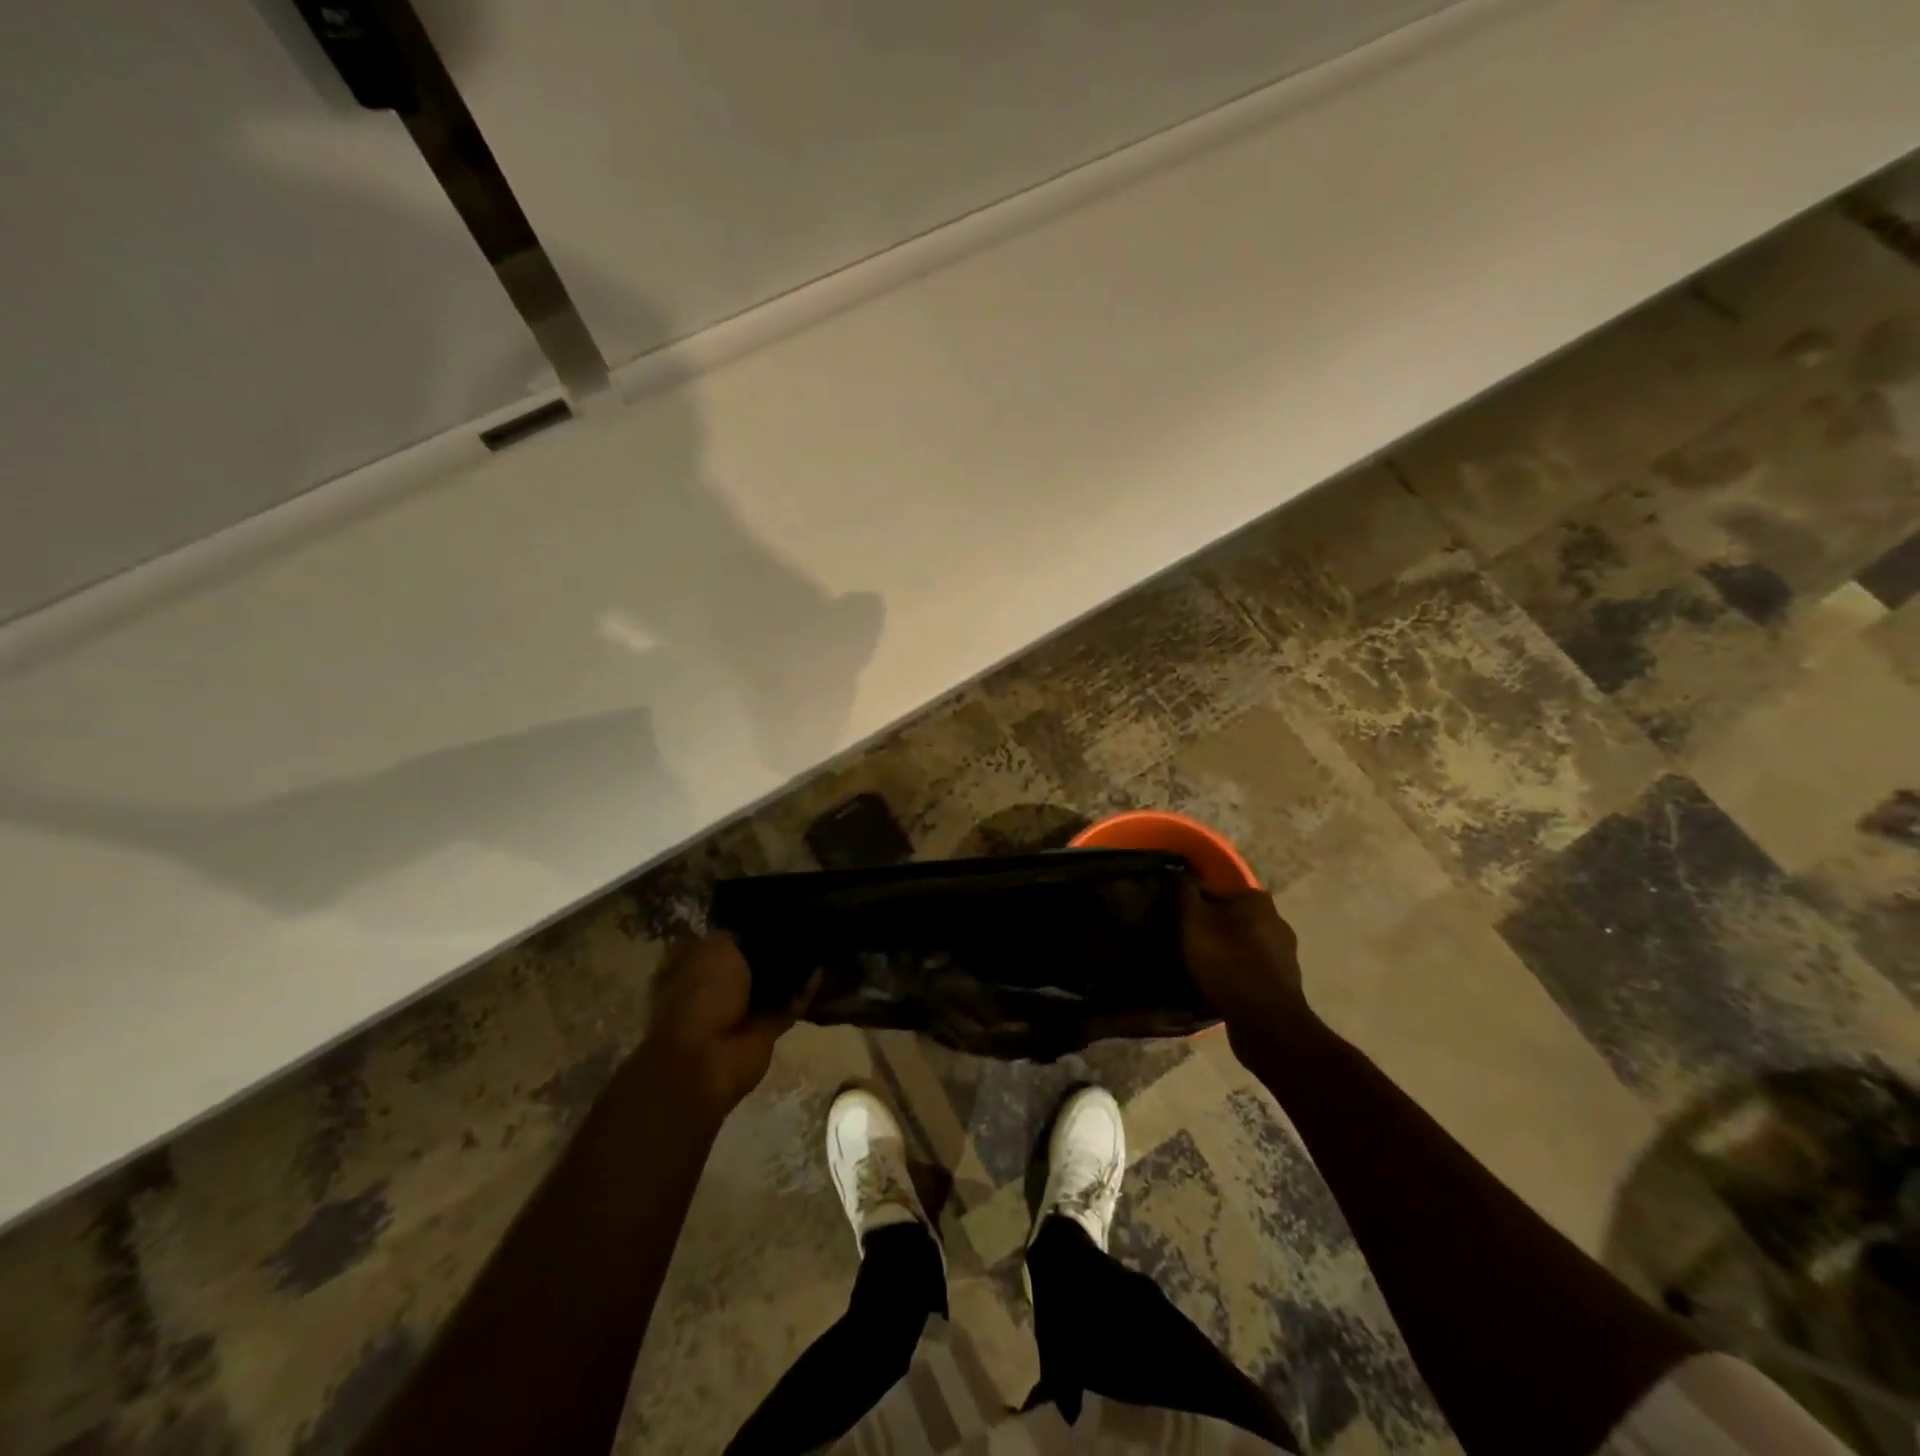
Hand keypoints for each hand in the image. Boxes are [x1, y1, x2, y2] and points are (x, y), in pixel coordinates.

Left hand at [635, 933, 803, 1124]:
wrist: (707, 1058)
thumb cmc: (702, 993)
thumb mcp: (716, 947)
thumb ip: (738, 933)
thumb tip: (758, 927)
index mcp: (692, 965)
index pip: (721, 938)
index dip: (744, 925)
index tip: (773, 908)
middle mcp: (714, 988)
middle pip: (749, 962)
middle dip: (772, 947)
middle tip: (802, 923)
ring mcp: (739, 1011)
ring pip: (771, 985)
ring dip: (791, 971)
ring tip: (818, 941)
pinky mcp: (764, 1031)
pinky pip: (789, 1005)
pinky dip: (804, 991)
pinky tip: (822, 969)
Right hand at [1180, 879, 1314, 1061]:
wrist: (1266, 1022)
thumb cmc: (1226, 962)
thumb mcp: (1193, 920)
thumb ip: (1184, 891)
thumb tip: (1178, 872)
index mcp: (1256, 899)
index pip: (1214, 892)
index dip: (1191, 905)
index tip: (1175, 922)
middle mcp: (1276, 920)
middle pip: (1229, 918)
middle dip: (1209, 929)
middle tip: (1184, 945)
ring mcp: (1284, 954)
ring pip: (1241, 945)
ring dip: (1222, 953)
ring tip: (1198, 968)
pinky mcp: (1284, 982)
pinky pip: (1250, 970)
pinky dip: (1234, 974)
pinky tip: (1218, 986)